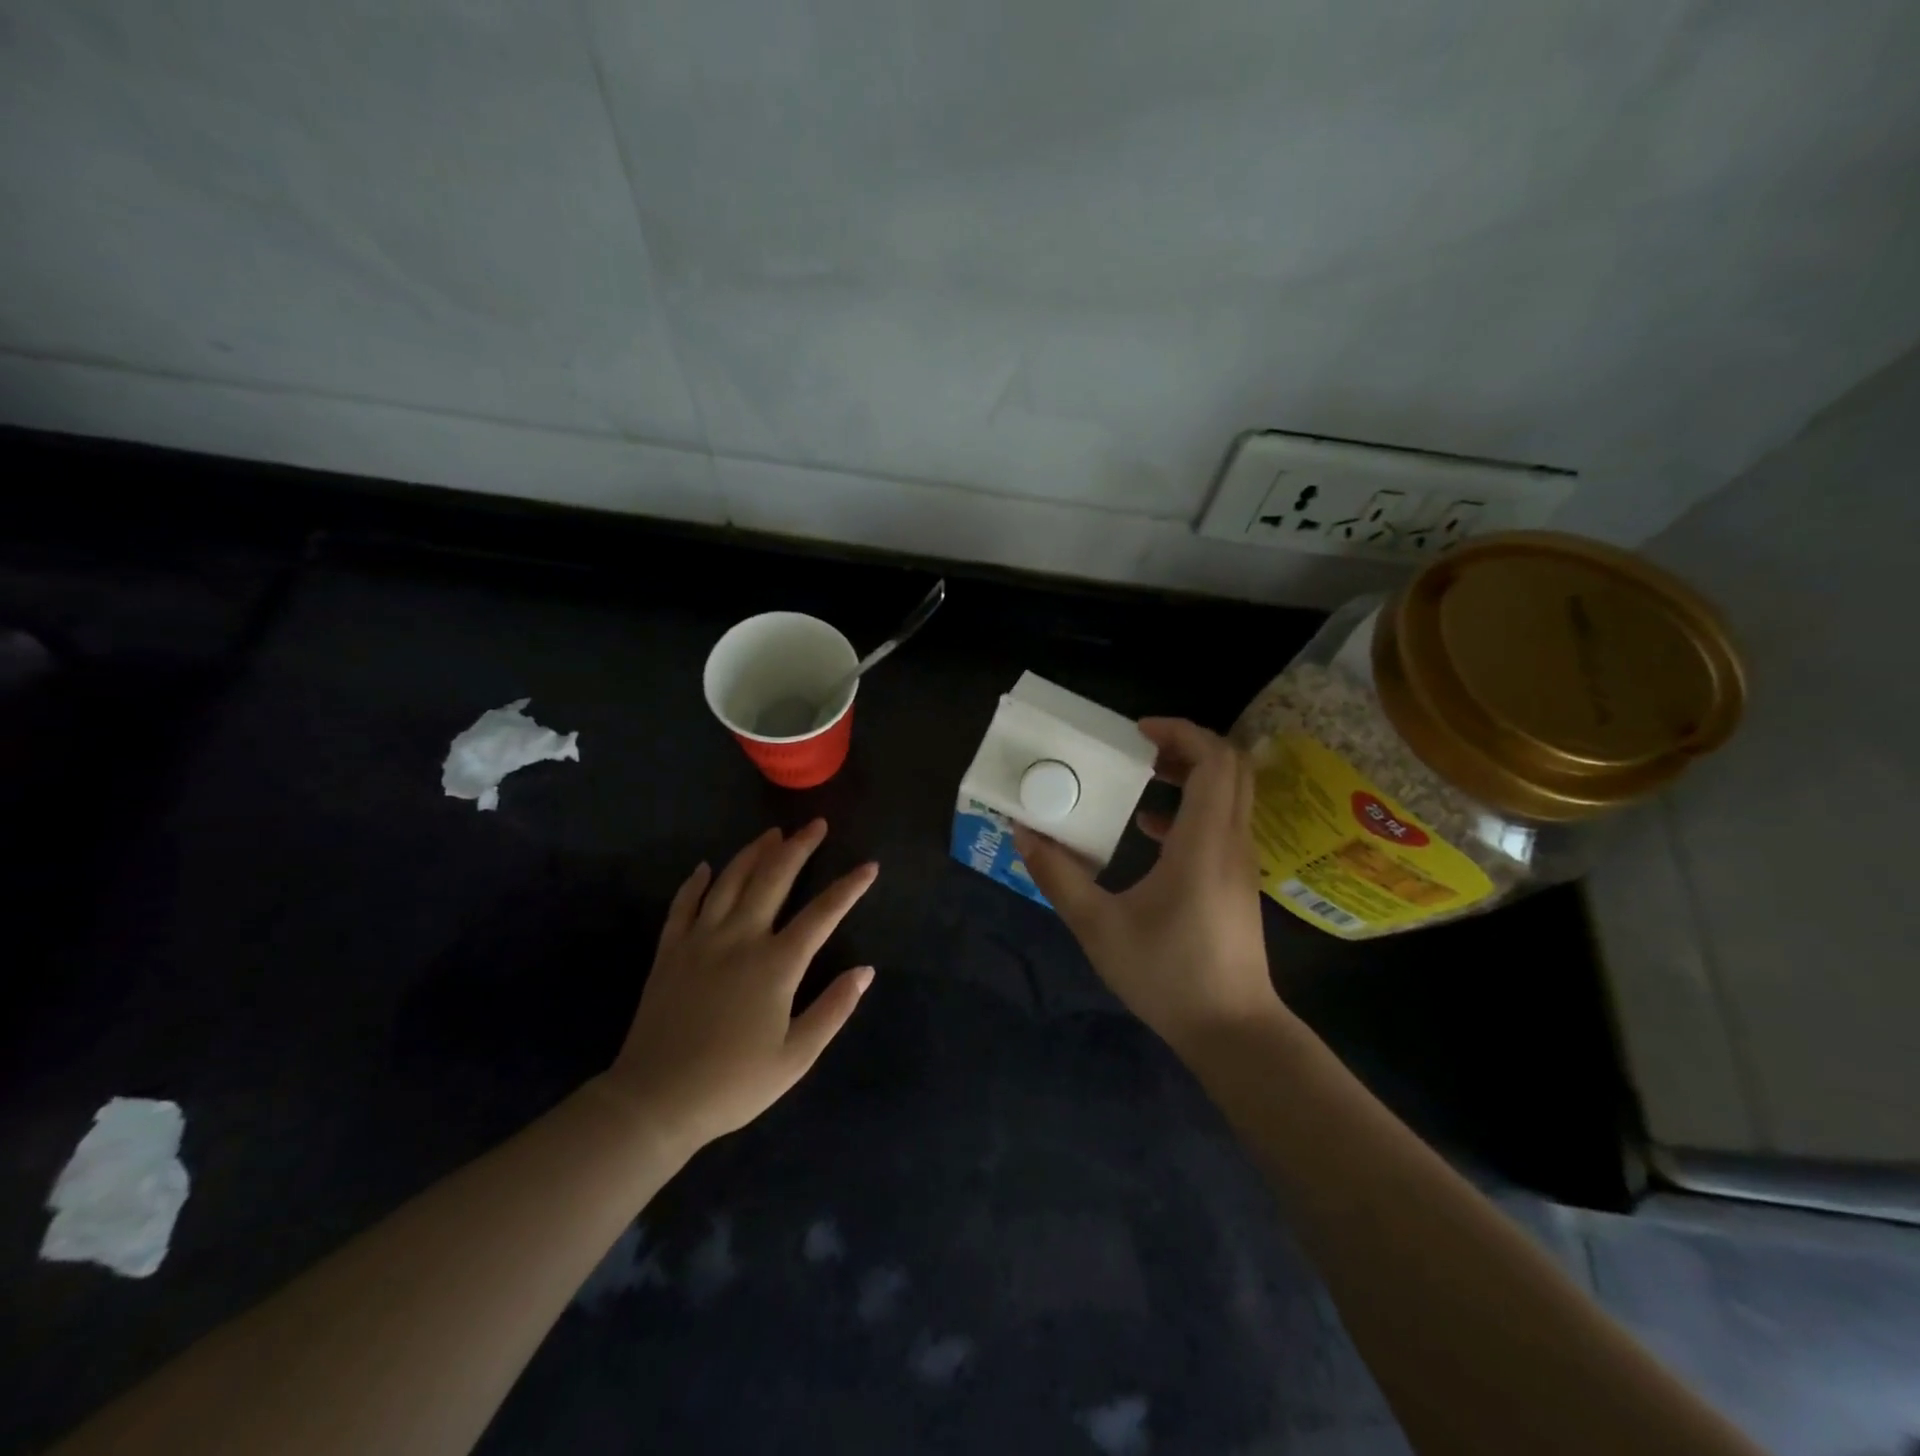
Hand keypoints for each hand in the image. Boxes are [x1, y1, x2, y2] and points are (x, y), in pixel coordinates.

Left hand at [604, 821, 877, 1150]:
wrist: (655, 1101)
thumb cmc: (733, 1083)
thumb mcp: (796, 1057)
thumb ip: (834, 1009)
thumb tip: (866, 971)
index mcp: (776, 964)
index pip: (823, 914)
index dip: (849, 887)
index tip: (869, 866)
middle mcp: (740, 938)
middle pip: (773, 879)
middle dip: (798, 848)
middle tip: (815, 825)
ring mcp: (701, 940)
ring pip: (730, 881)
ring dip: (753, 853)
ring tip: (772, 834)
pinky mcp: (670, 951)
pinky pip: (683, 905)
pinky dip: (695, 882)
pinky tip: (705, 867)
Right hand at [1014, 718, 1285, 1056]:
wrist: (1232, 1030)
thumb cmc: (1167, 975)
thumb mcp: (1098, 926)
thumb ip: (1058, 876)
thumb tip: (1023, 833)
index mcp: (1203, 842)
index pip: (1214, 761)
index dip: (1180, 732)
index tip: (1137, 732)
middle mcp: (1231, 841)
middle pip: (1229, 767)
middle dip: (1185, 746)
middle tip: (1138, 747)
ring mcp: (1240, 862)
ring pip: (1229, 793)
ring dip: (1189, 775)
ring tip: (1139, 777)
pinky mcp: (1237, 881)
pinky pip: (1222, 821)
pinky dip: (1191, 808)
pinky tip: (1149, 830)